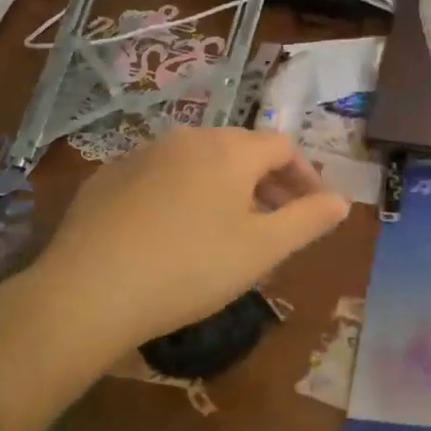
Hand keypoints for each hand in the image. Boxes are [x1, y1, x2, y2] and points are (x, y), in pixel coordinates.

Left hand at [0, 128, 347, 430]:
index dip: (306, 175)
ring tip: (229, 228)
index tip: (315, 209)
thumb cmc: (191, 268)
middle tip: (276, 221)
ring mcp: (143, 153)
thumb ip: (308, 220)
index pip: (283, 147)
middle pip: (242, 149)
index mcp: (230, 150)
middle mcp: (187, 138)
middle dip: (268, 181)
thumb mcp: (263, 250)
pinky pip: (163, 175)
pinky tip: (175, 232)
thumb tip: (341, 201)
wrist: (88, 292)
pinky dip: (184, 193)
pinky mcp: (108, 176)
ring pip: (201, 161)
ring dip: (227, 186)